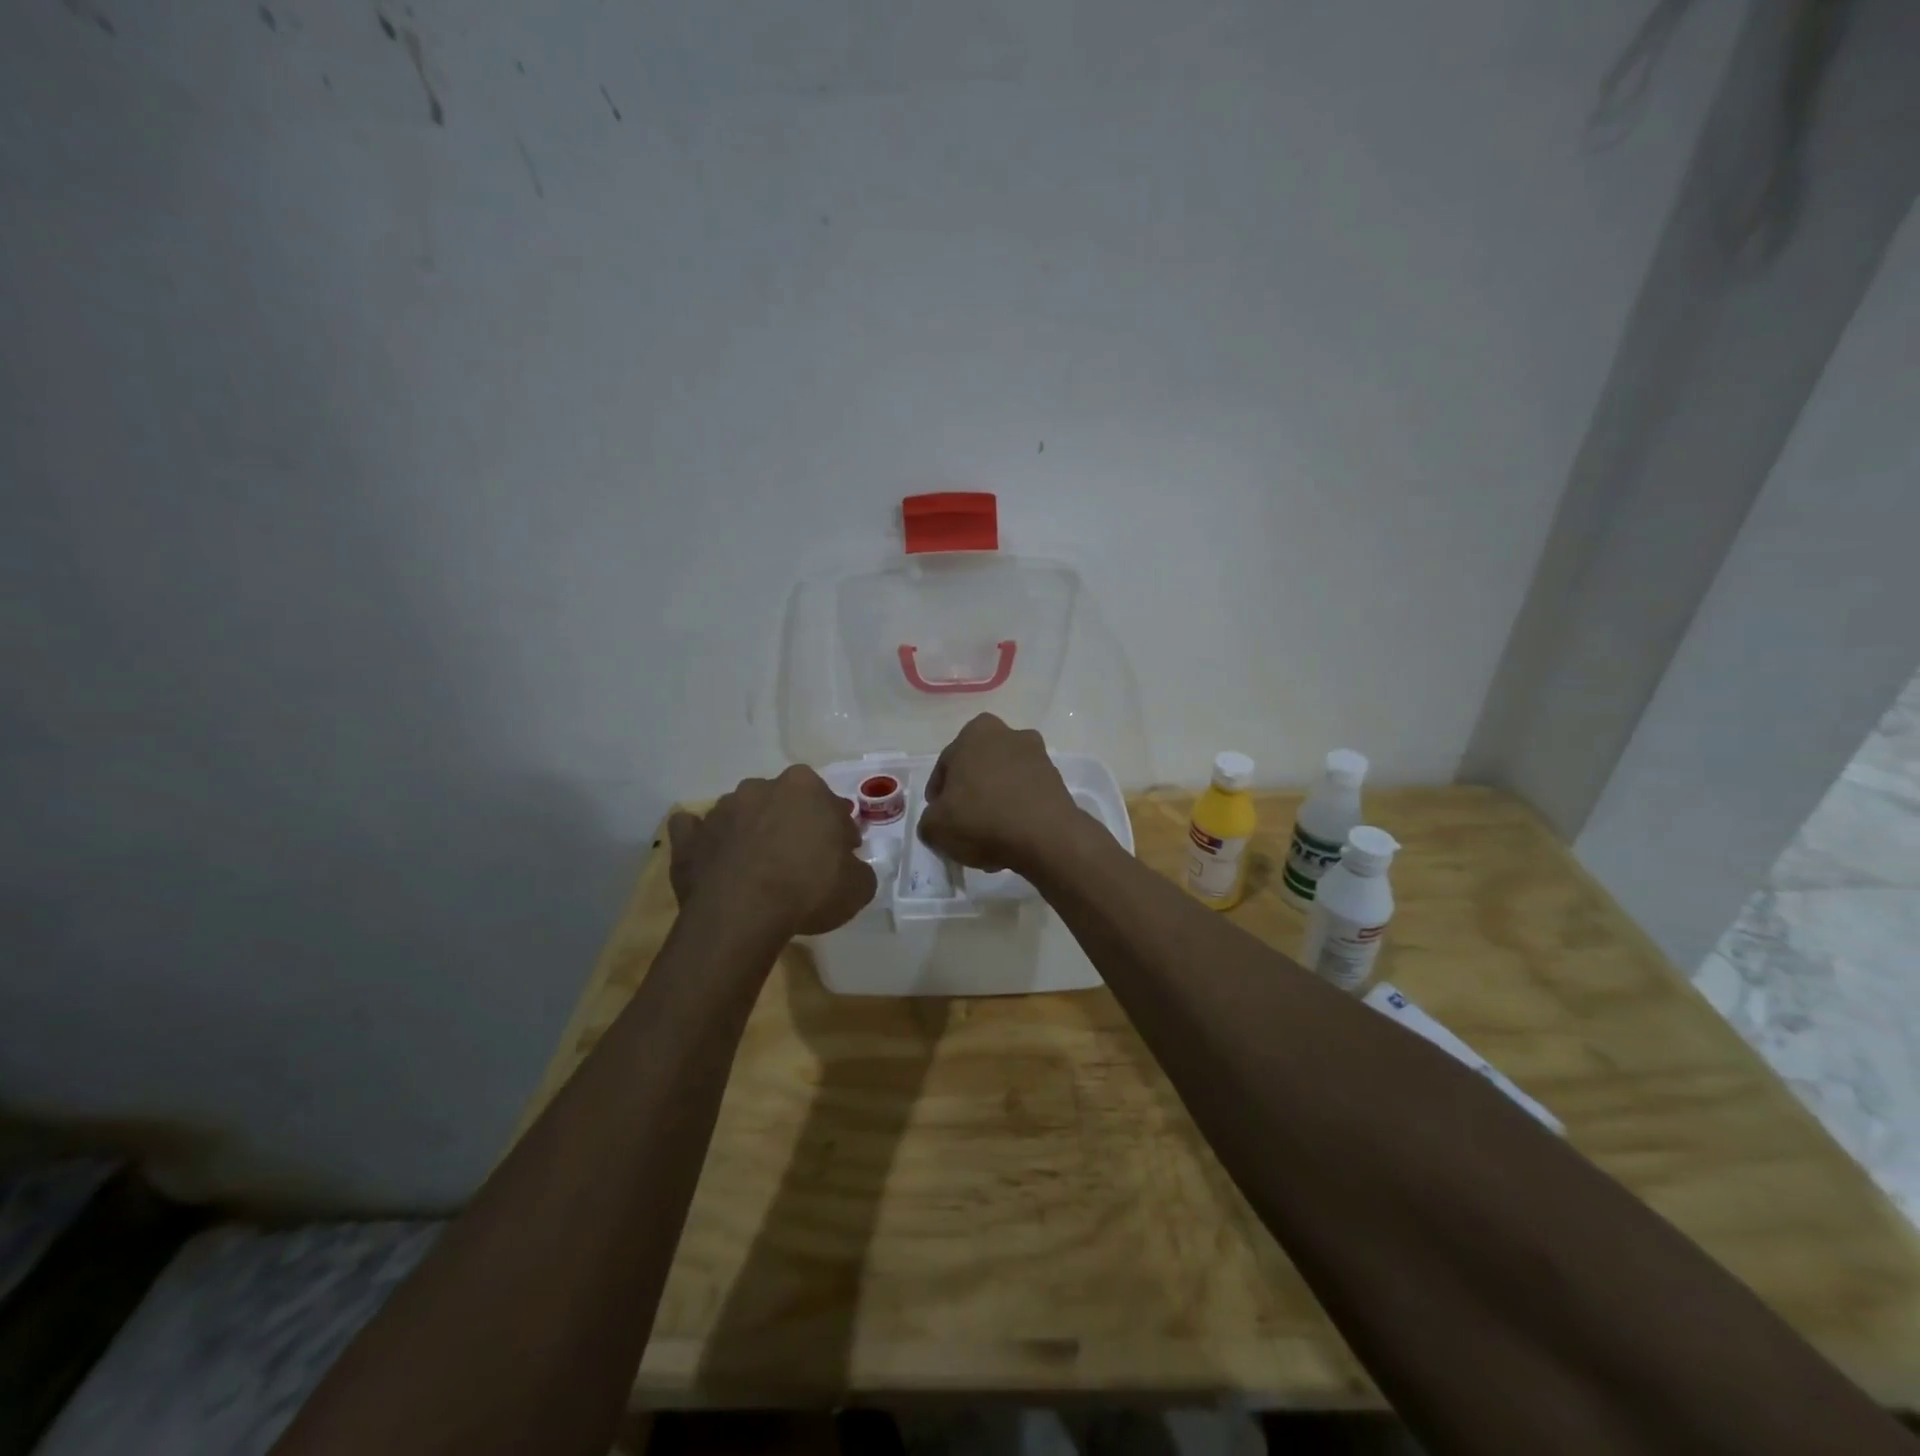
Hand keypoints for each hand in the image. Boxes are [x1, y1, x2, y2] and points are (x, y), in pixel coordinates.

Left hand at [668, 767, 876, 936]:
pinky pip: (695, 832)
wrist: (741, 916)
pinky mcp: (688, 838)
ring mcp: (720, 810)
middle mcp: (760, 787)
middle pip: (784, 803)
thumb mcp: (858, 886)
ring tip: (759, 868)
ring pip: (742, 814)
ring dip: (752, 832)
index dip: (838, 831)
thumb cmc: (807, 890)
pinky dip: (704, 841)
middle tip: (802, 860)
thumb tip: (849, 868)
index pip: (831, 805)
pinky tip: (713, 858)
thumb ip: (858, 869)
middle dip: (793, 824)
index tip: (841, 855)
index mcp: (804, 787)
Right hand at [917, 713, 1083, 873]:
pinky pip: (1026, 796)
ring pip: (1003, 782)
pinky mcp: (1057, 781)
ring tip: (986, 839)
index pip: (946, 764)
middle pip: (978, 770)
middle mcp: (1009, 734)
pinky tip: (1009, 839)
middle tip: (961, 825)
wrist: (1046, 837)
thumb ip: (929, 819)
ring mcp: (1038, 756)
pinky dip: (1016, 812)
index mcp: (976, 732)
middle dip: (969, 795)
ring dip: (993, 804)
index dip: (938, 794)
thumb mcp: (935, 826)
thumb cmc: (983, 819)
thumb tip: (938, 820)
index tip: (938, 816)